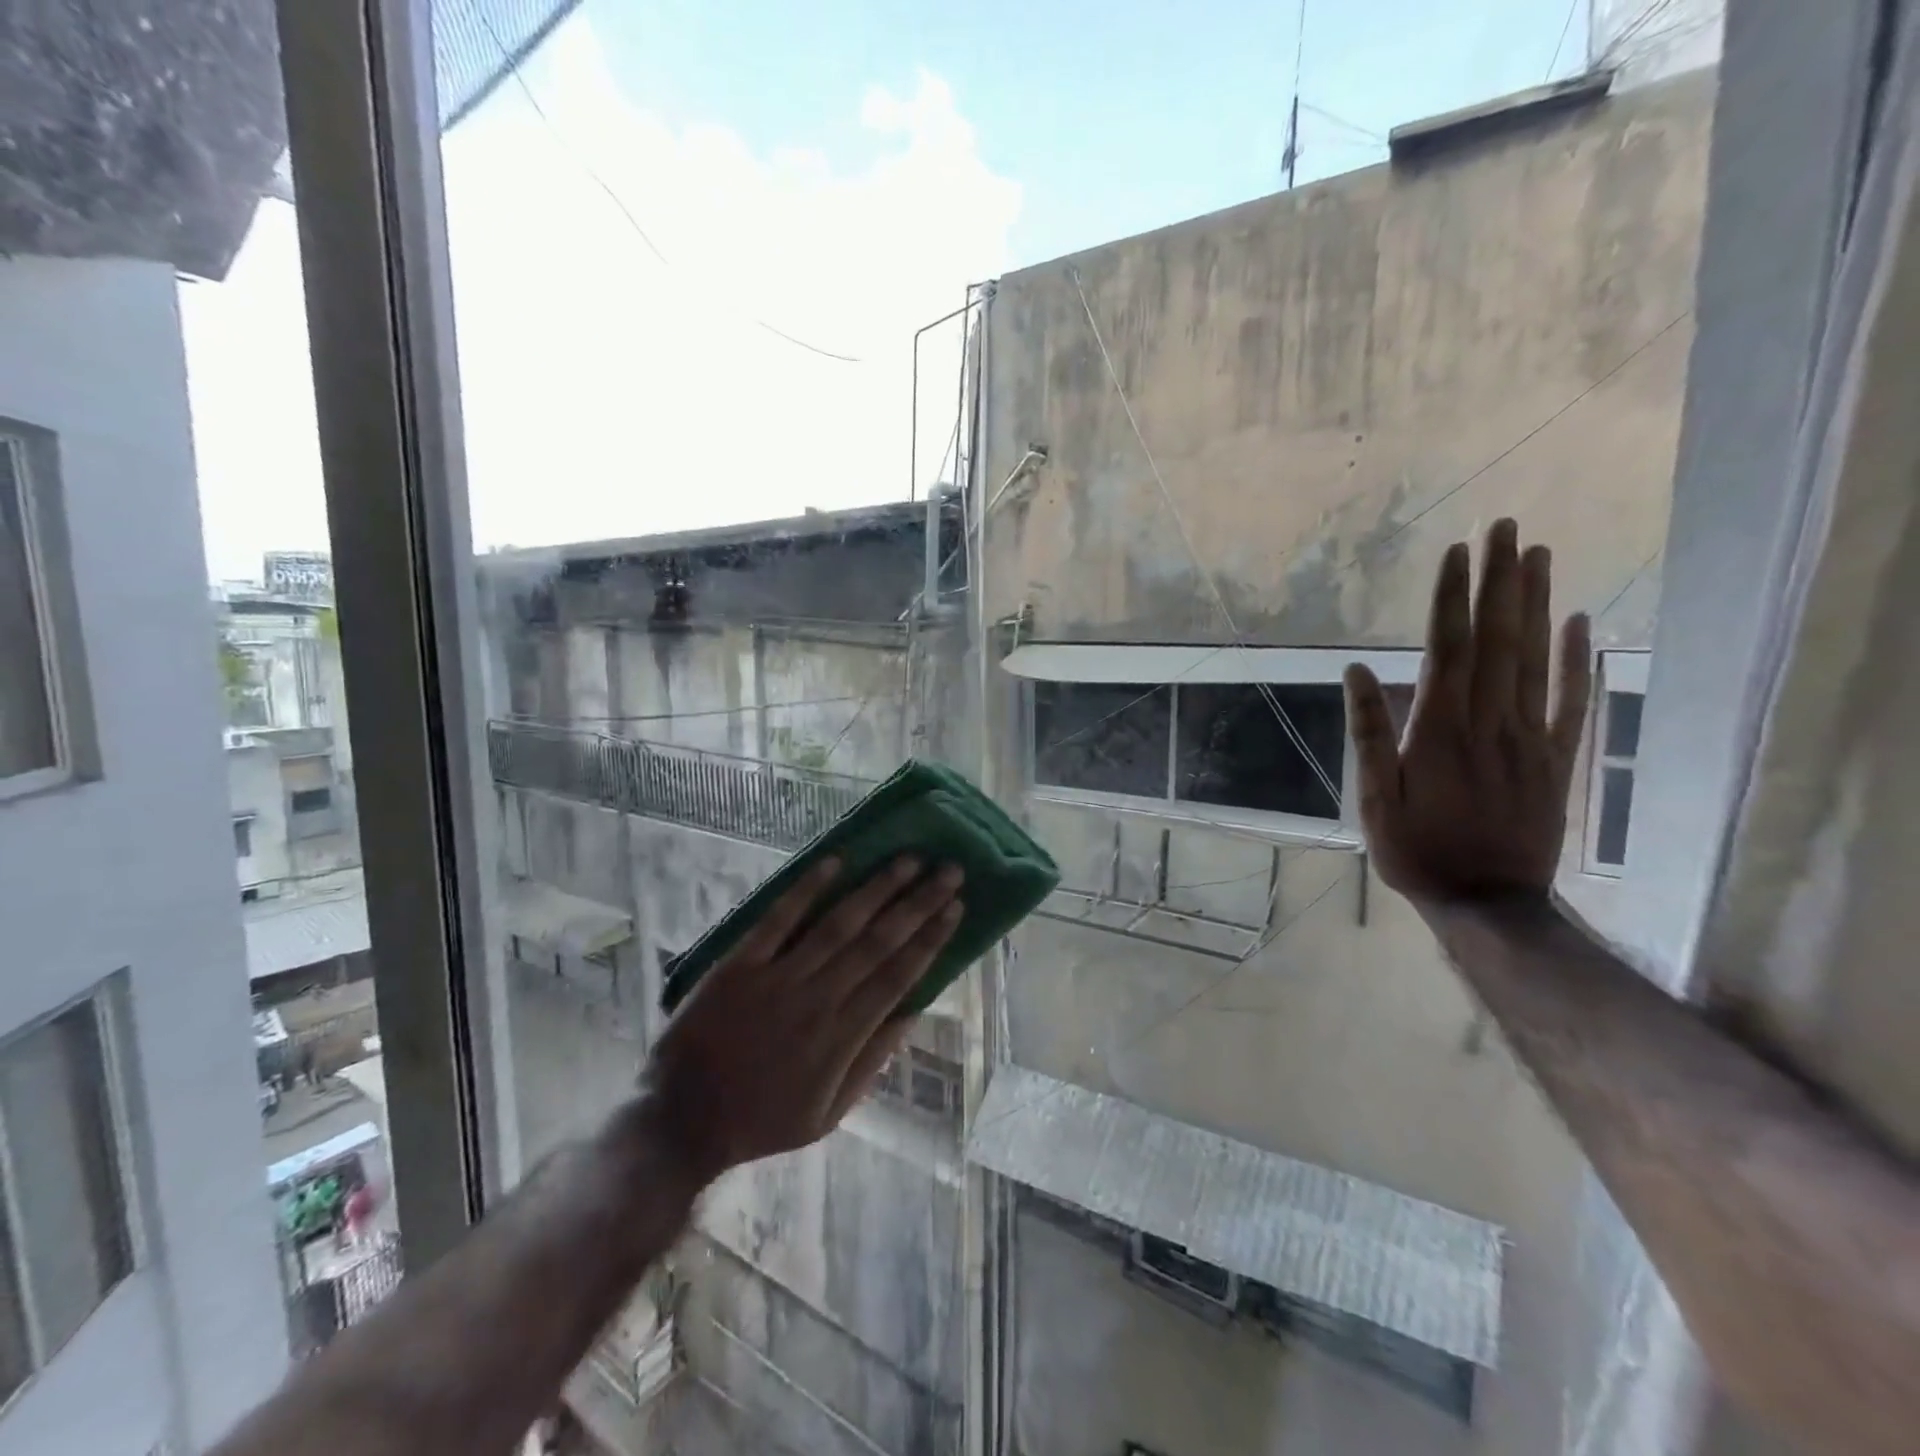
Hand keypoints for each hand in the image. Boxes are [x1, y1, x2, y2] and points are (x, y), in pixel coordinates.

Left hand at [640, 855, 963, 1186]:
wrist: (682, 1121)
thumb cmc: (761, 1119)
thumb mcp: (829, 1114)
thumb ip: (872, 1061)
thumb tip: (912, 1012)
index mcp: (843, 1036)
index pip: (899, 975)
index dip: (931, 938)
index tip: (955, 906)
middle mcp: (818, 999)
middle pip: (879, 942)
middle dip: (918, 903)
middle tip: (949, 870)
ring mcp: (778, 977)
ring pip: (839, 924)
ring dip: (877, 888)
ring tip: (908, 859)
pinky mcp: (740, 964)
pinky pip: (778, 920)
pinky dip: (807, 889)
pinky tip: (835, 861)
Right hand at [1343, 518, 1590, 903]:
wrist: (1489, 903)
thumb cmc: (1417, 850)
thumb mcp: (1374, 798)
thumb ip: (1368, 733)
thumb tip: (1357, 672)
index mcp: (1439, 730)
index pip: (1447, 649)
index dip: (1451, 599)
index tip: (1456, 552)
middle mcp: (1489, 722)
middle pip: (1496, 640)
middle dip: (1498, 582)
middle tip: (1504, 528)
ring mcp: (1531, 738)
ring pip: (1535, 659)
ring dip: (1536, 604)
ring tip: (1537, 554)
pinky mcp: (1558, 758)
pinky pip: (1571, 700)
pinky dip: (1577, 659)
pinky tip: (1578, 622)